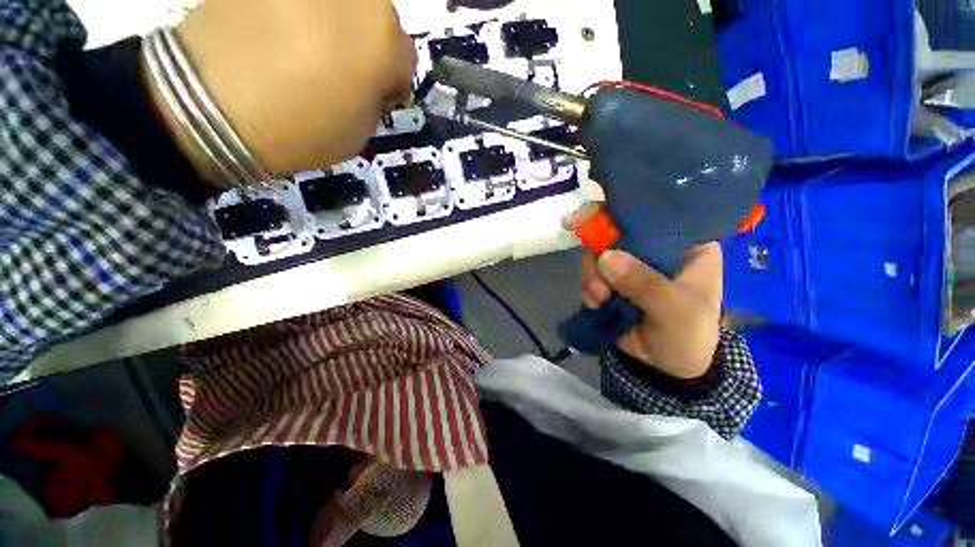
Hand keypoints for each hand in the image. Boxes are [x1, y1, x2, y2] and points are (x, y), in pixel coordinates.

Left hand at [152, 0, 415, 180]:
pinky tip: (282, 31)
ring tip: (311, 47)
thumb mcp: (362, 130)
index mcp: (384, 39)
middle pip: (378, 18)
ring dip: (337, 22)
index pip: (405, 58)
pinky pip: (300, 0)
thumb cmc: (302, 128)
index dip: (392, 81)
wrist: (211, 105)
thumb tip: (368, 81)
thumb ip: (374, 97)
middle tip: (346, 67)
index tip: (377, 95)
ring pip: (343, 3)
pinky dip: (300, 11)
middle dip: (369, 43)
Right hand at [564, 204, 722, 378]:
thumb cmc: (688, 335)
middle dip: (597, 251)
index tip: (586, 217)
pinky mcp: (611, 280)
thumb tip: (605, 257)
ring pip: (597, 253)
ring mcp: (628, 263)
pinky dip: (588, 287)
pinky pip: (590, 273)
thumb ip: (645, 284)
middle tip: (593, 272)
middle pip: (614, 230)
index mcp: (684, 243)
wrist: (667, 368)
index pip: (653, 212)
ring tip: (600, 299)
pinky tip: (596, 304)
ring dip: (591, 275)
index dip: (620, 210)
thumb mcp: (676, 311)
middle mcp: (653, 247)